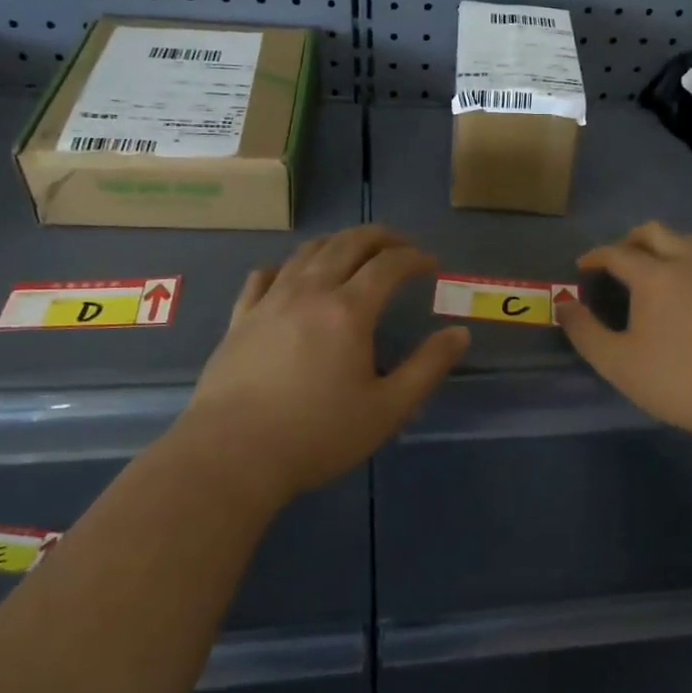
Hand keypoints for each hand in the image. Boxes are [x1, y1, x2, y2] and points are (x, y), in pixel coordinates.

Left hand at [180, 226, 468, 504]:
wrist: (232, 455)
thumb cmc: (317, 435)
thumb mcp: (387, 409)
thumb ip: (427, 368)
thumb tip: (459, 333)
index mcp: (348, 310)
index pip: (388, 264)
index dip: (414, 257)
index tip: (430, 264)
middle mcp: (309, 292)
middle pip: (347, 243)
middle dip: (380, 237)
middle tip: (400, 246)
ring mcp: (270, 301)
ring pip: (306, 252)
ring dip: (337, 243)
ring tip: (354, 252)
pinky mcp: (240, 318)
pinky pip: (264, 276)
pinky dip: (286, 267)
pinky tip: (290, 276)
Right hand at [558, 221, 691, 442]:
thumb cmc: (675, 380)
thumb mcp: (616, 362)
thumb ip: (584, 331)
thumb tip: (562, 305)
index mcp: (655, 275)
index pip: (617, 253)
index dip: (595, 256)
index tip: (582, 266)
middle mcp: (689, 265)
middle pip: (656, 233)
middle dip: (630, 240)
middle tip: (616, 260)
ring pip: (688, 243)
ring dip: (665, 247)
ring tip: (652, 270)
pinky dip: (689, 266)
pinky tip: (688, 295)